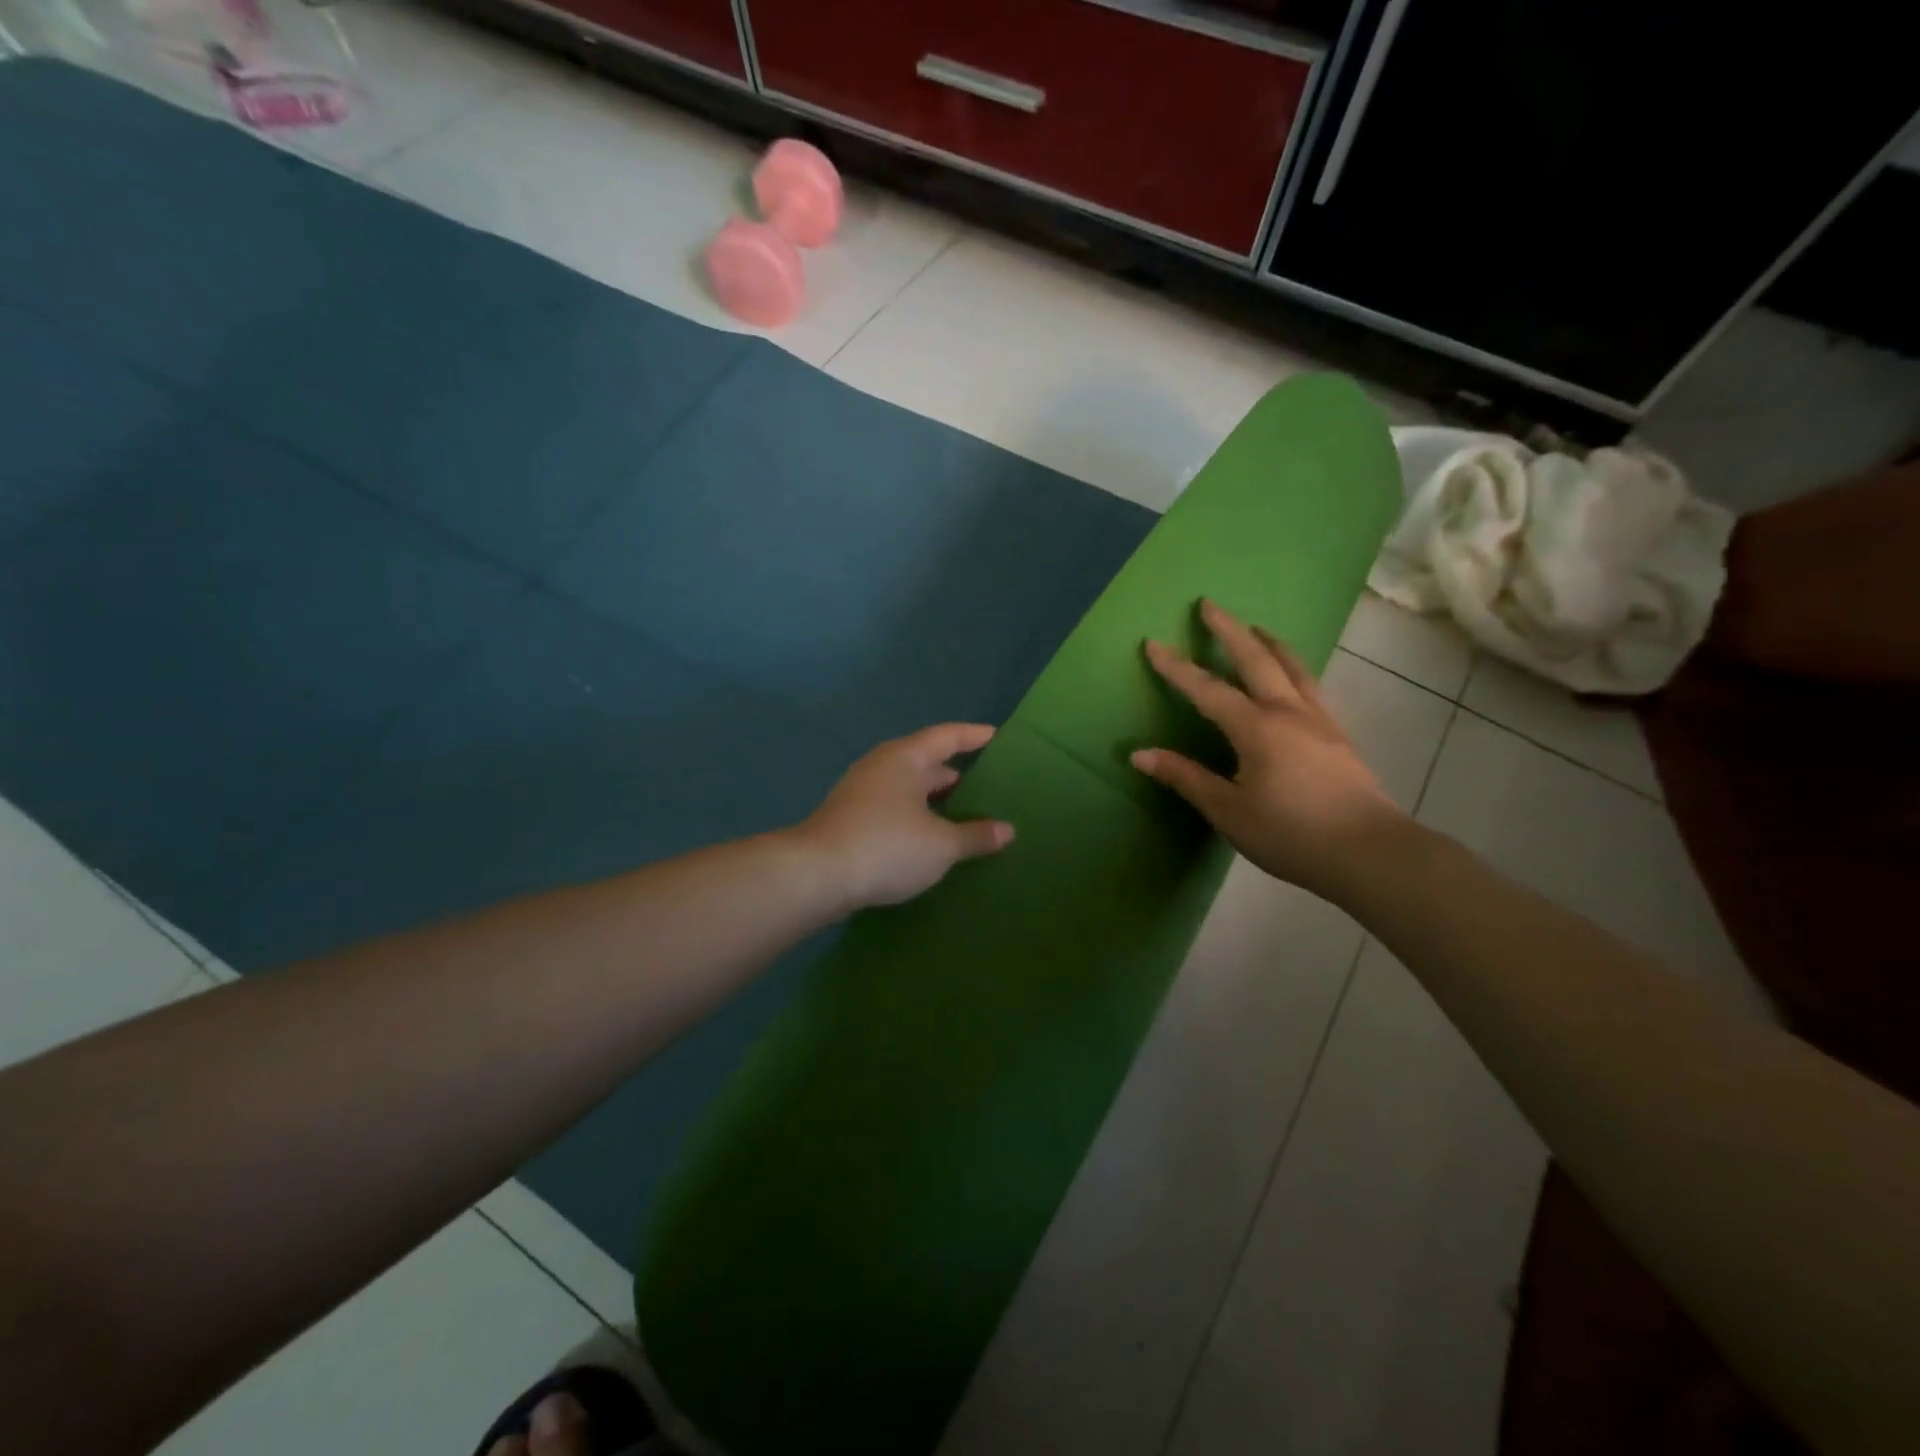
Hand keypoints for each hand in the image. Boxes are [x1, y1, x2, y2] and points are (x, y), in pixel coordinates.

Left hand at [797, 723, 1015, 910]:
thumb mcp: (941, 845)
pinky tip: (931, 840)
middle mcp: (882, 766)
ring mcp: (862, 792)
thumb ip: (976, 835)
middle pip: (927, 762)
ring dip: (936, 801)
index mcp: (906, 758)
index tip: (997, 737)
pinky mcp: (851, 819)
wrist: (817, 875)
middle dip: (957, 774)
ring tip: (966, 817)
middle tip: (989, 788)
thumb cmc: (887, 846)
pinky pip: (895, 809)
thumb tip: (1007, 830)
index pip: (947, 736)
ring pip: (909, 789)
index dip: (974, 736)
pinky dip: (917, 818)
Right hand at [1131, 600, 1406, 905]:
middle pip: (1256, 659)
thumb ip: (1185, 778)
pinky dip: (1293, 666)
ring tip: (1255, 628)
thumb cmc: (1290, 833)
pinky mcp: (1337, 734)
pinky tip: (1292, 676)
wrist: (1369, 852)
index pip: (1207, 689)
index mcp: (1256, 728)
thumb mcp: (1228, 811)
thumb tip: (1140, 754)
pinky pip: (1310, 685)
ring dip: (1268, 642)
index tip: (1153, 643)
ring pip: (1292, 666)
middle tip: (1209, 604)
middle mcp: (1288, 712)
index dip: (1176, 667)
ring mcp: (1319, 720)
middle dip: (1229, 630)